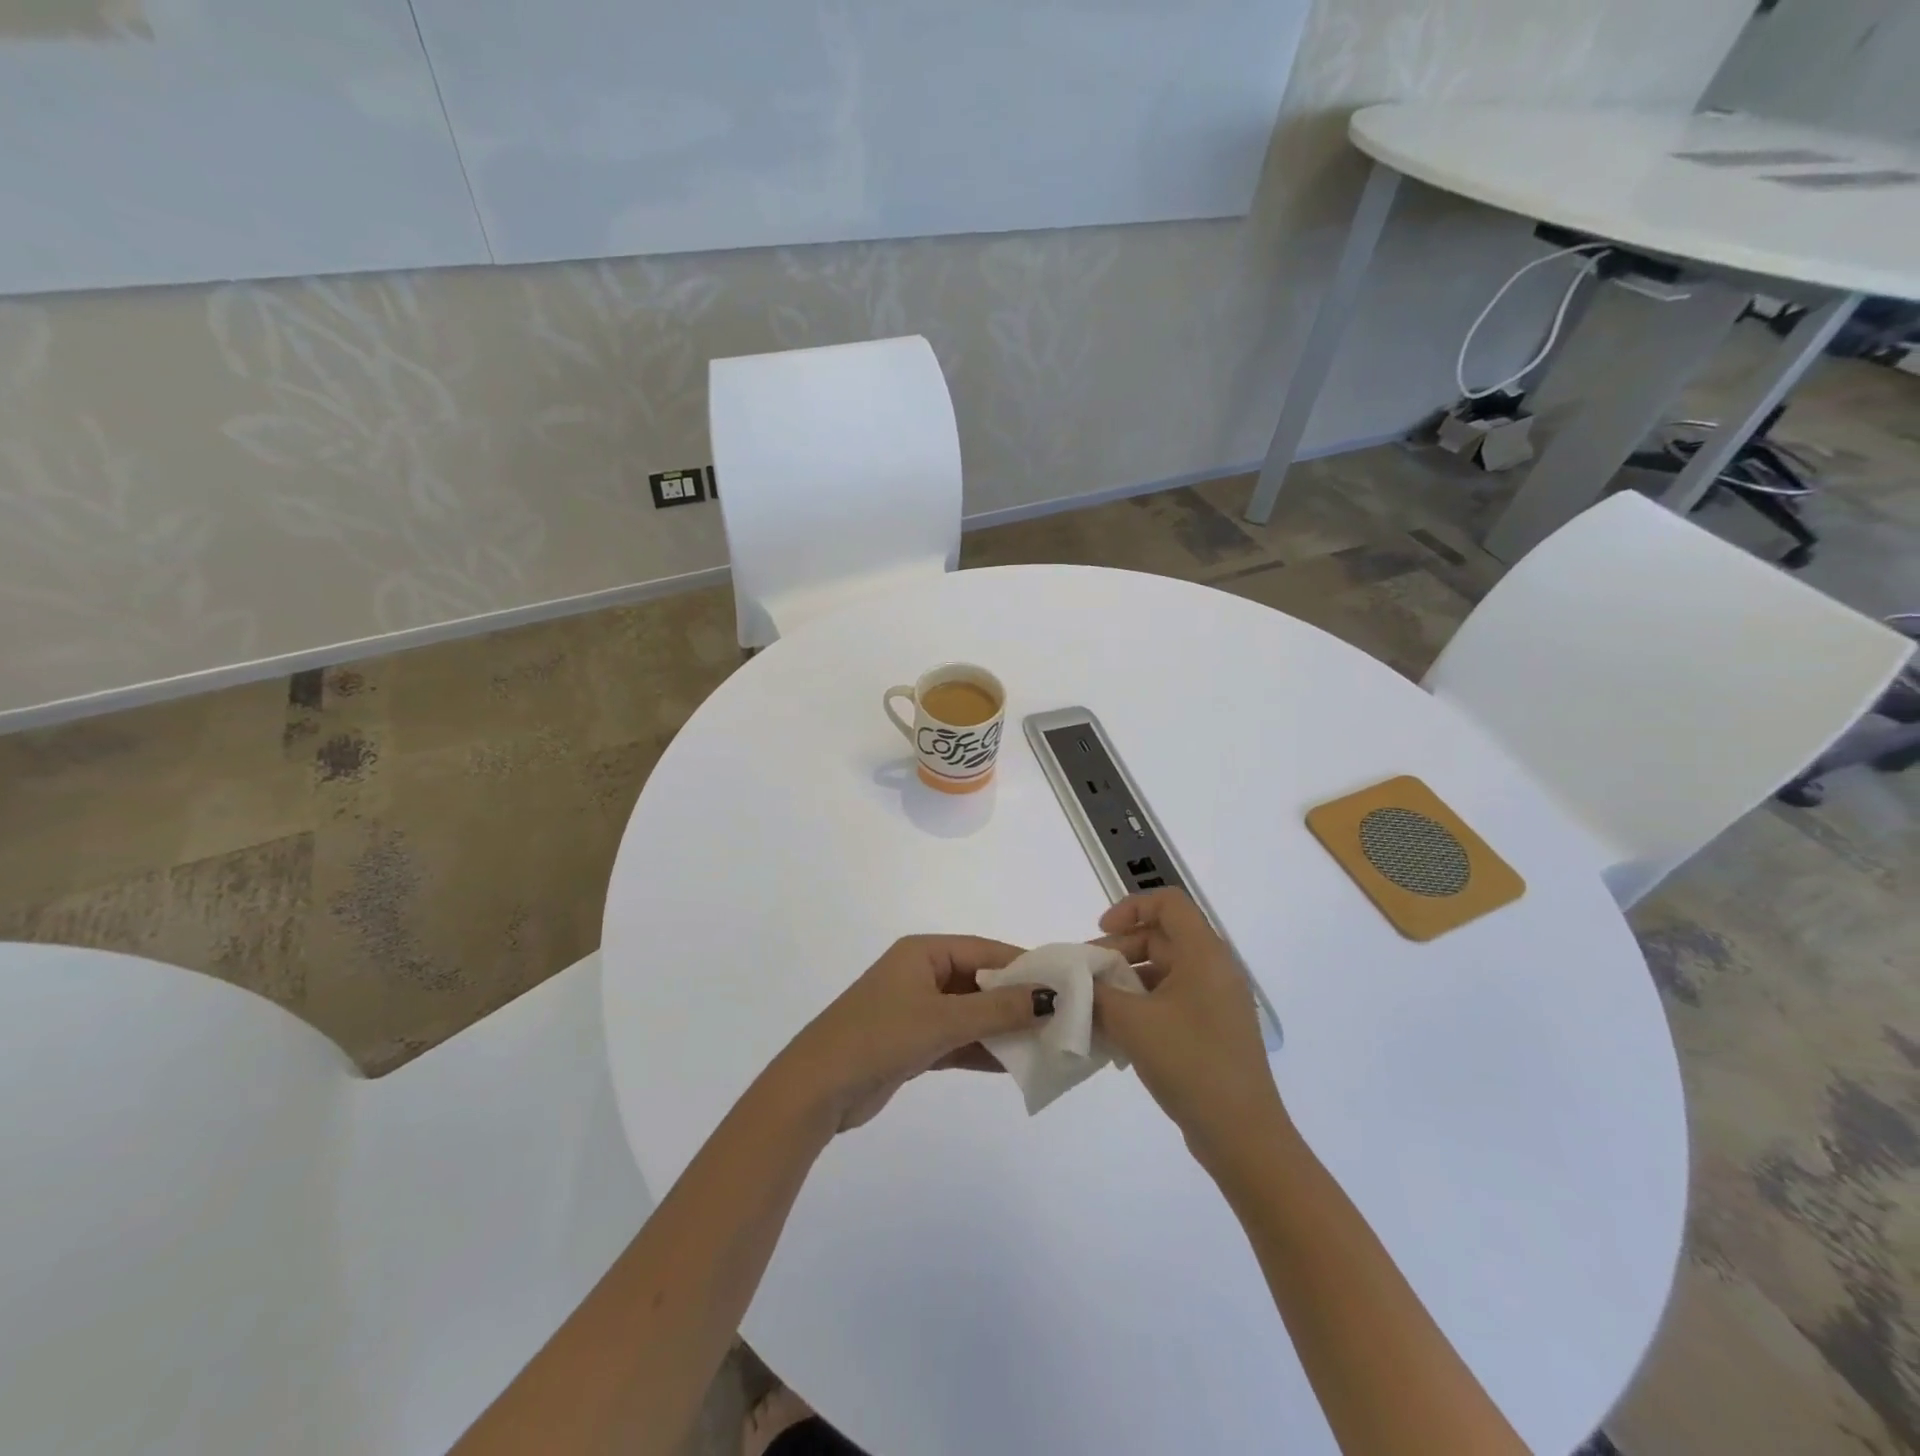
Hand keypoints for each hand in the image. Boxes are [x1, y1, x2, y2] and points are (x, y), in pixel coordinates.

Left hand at [781, 936, 1055, 1131]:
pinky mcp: (914, 1042)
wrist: (818, 1089)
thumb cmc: (880, 1037)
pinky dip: (984, 1050)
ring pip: (972, 1013)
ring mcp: (917, 1009)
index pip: (985, 950)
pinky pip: (959, 1039)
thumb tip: (1050, 996)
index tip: (1065, 984)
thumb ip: (998, 1008)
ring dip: (1004, 1028)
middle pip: (981, 981)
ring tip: (1048, 1044)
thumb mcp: (944, 1019)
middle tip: (1062, 1018)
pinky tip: (1017, 1064)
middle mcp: (922, 973)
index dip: (1024, 966)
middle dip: (1018, 1000)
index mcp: (924, 952)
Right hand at [1093, 890, 1285, 1164]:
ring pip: (1163, 971)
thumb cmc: (1190, 1064)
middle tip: (1085, 978)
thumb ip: (1095, 993)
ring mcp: (1216, 1002)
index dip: (1130, 907)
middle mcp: (1215, 969)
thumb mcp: (1131, 1022)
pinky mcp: (1213, 1030)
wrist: (1243, 1136)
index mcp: (1204, 954)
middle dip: (1118, 951)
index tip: (1100, 933)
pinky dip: (1142, 1006)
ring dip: (1126, 982)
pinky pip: (1171, 1000)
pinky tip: (1116, 1034)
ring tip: (1094, 1008)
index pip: (1168, 902)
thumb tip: (1073, 982)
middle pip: (1161, 937)